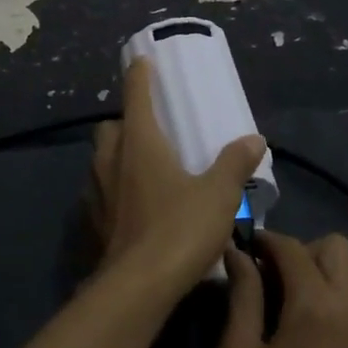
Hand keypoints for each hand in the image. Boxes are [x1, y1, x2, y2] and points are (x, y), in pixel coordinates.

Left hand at [87, 58, 265, 297]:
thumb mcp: (218, 195)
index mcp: (139, 141)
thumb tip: (254, 139)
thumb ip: (235, 164)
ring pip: (101, 158)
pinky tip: (132, 203)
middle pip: (111, 126)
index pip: (135, 94)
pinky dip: (113, 187)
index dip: (139, 75)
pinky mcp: (93, 219)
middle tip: (148, 128)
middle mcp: (111, 157)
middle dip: (125, 121)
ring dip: (116, 154)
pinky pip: (100, 190)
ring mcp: (96, 189)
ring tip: (141, 165)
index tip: (141, 61)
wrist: (137, 286)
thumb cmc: (179, 228)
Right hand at [218, 231, 347, 347]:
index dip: (264, 242)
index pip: (290, 247)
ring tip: (306, 309)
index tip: (245, 250)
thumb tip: (238, 254)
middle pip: (335, 248)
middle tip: (275, 282)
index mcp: (315, 306)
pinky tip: (334, 335)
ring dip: (332, 279)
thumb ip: (241, 297)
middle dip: (303, 253)